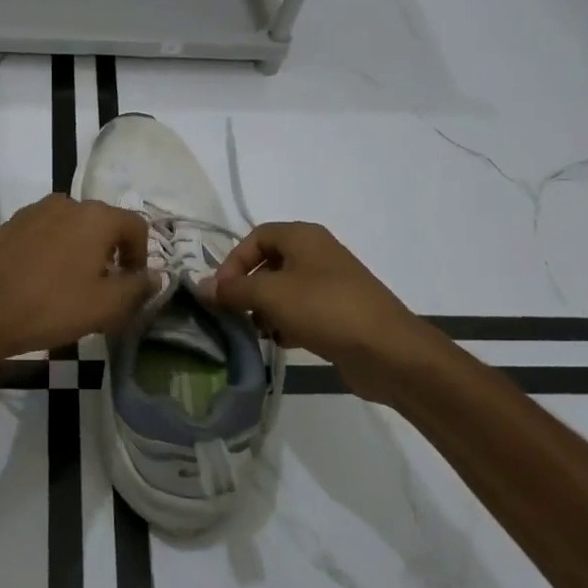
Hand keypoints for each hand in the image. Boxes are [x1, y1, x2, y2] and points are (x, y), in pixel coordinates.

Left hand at [0, 195, 154, 360]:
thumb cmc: (50, 307)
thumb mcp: (105, 306)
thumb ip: (137, 288)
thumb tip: (155, 276)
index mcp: (95, 217)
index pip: (136, 226)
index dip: (142, 255)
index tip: (131, 284)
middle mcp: (67, 203)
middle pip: (103, 224)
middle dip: (110, 254)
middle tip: (104, 289)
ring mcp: (34, 211)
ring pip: (72, 227)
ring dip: (80, 250)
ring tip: (72, 285)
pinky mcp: (10, 224)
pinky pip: (45, 233)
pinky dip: (53, 250)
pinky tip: (42, 279)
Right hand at [199, 222, 451, 396]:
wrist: (388, 351)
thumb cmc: (325, 309)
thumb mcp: (271, 295)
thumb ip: (233, 290)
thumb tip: (200, 287)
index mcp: (303, 237)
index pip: (256, 237)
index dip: (234, 261)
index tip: (222, 292)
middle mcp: (317, 254)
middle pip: (269, 263)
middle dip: (248, 287)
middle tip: (234, 313)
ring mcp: (331, 284)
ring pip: (285, 289)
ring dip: (265, 308)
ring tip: (257, 331)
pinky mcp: (339, 312)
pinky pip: (302, 310)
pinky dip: (287, 322)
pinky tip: (282, 341)